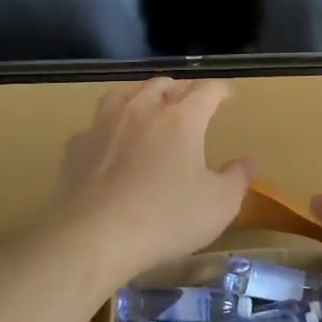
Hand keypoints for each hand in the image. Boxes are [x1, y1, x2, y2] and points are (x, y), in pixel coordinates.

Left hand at [55, 78, 249, 279]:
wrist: (95, 236)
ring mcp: (104, 124)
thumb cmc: (167, 219)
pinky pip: (96, 126)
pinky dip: (108, 129)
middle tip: (188, 103)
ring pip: (123, 94)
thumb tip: (245, 161)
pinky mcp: (76, 146)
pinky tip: (110, 145)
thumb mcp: (219, 206)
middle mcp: (141, 110)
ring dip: (140, 98)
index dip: (220, 91)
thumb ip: (237, 179)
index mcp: (181, 119)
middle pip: (162, 85)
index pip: (206, 91)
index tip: (227, 97)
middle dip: (179, 90)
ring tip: (146, 110)